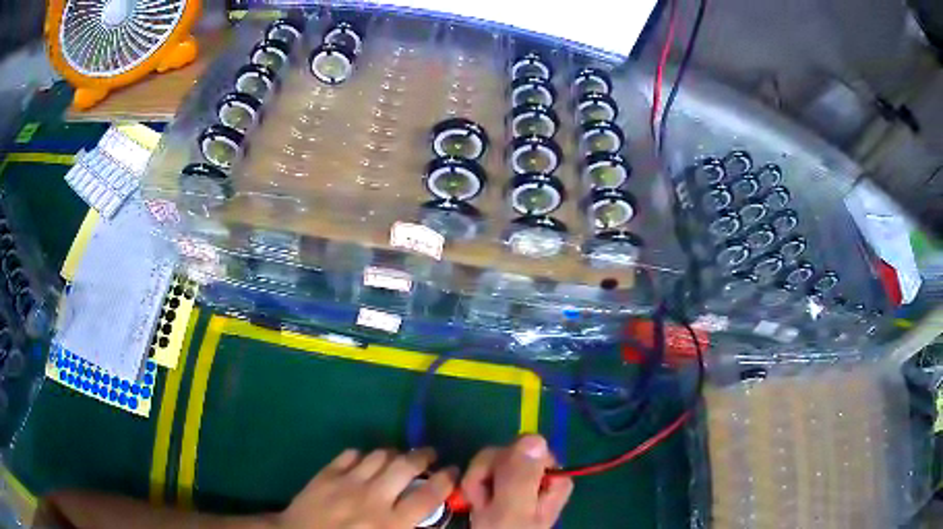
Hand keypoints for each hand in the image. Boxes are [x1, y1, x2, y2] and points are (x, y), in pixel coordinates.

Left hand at [278, 448, 456, 528]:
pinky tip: (364, 463)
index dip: (446, 480)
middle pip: (405, 466)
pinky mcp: (327, 473)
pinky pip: (351, 454)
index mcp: (390, 522)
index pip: (428, 496)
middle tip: (429, 456)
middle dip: (423, 456)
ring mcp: (347, 482)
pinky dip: (362, 456)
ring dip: (394, 454)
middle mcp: (373, 498)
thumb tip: (424, 518)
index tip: (453, 471)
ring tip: (398, 458)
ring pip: (379, 455)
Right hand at [462, 435, 573, 528]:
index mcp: (554, 476)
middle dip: (485, 476)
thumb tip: (534, 436)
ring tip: (480, 509)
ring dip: (477, 485)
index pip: (523, 447)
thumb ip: (521, 476)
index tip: (493, 487)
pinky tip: (477, 507)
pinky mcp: (506, 489)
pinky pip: (485, 475)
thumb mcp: (511, 509)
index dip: (502, 464)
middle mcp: (541, 475)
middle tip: (483, 503)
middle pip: (505, 453)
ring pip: (491, 463)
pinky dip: (476, 490)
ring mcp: (522, 482)